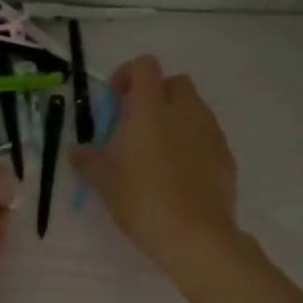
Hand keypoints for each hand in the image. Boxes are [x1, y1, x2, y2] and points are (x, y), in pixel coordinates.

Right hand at [72, 55, 238, 276]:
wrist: (196, 236)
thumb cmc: (143, 203)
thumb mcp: (106, 184)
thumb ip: (89, 161)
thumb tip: (76, 150)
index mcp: (151, 109)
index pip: (145, 66)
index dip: (128, 74)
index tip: (116, 98)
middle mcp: (185, 111)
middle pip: (174, 83)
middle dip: (156, 95)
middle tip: (137, 125)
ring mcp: (210, 132)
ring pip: (194, 109)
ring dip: (175, 118)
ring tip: (158, 152)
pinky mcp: (226, 155)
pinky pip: (207, 136)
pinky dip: (192, 142)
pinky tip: (180, 173)